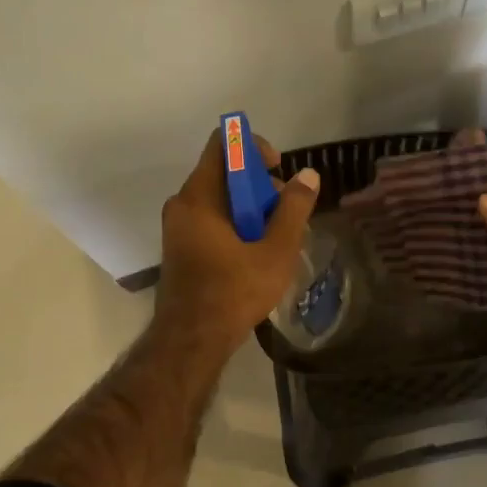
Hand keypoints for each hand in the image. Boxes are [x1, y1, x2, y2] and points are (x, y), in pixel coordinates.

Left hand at [158, 128, 319, 349]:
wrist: (191, 341)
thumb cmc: (233, 292)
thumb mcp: (275, 251)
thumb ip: (293, 210)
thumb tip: (308, 175)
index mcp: (199, 197)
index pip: (223, 145)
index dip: (254, 148)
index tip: (278, 170)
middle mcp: (182, 205)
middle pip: (225, 173)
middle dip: (260, 186)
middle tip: (286, 214)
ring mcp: (179, 228)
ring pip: (220, 200)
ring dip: (251, 209)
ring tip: (278, 239)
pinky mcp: (181, 248)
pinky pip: (212, 220)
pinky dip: (236, 225)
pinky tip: (257, 253)